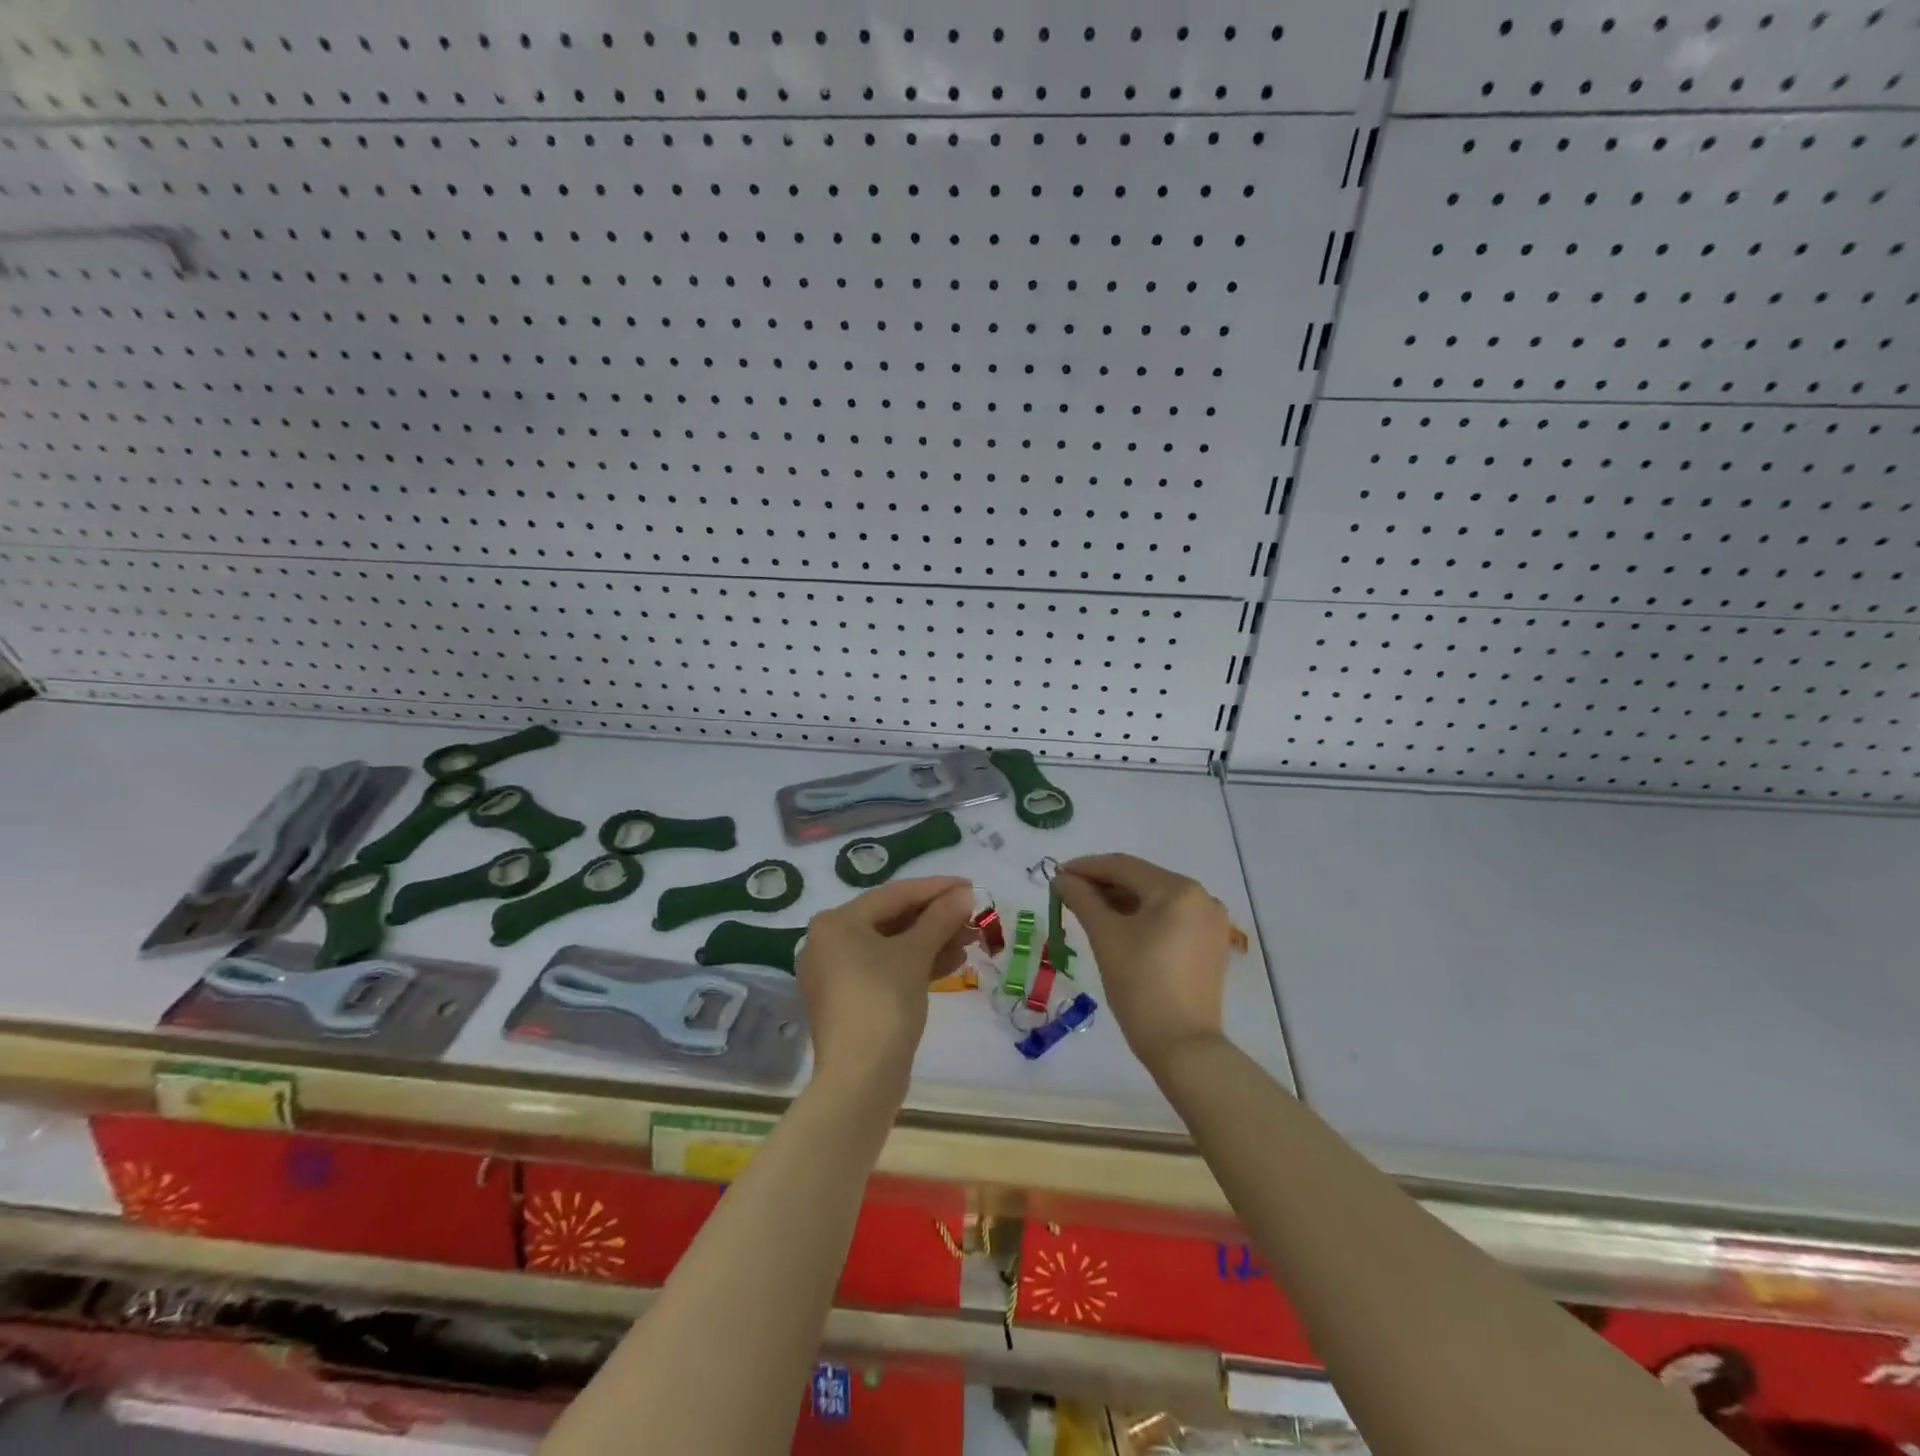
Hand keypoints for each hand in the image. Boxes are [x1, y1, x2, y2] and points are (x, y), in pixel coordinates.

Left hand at [797, 876, 975, 1099]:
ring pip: (890, 946)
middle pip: (891, 919)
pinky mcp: (848, 1000)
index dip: (936, 888)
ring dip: (931, 941)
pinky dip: (915, 964)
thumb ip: (940, 918)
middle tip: (973, 917)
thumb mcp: (915, 954)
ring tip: (970, 941)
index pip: (894, 894)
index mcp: (836, 922)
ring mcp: (835, 974)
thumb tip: (963, 893)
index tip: (970, 886)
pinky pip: (885, 969)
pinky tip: (951, 963)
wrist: (859, 1079)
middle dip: (936, 918)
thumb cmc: (884, 1003)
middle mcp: (828, 942)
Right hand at [1055, 854, 1230, 1076]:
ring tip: (1087, 910)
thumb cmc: (1141, 986)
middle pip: (1142, 880)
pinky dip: (1142, 918)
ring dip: (1121, 901)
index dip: (1086, 867)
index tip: (1056, 874)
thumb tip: (1062, 879)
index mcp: (1178, 889)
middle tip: (1068, 893)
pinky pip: (1170, 918)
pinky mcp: (1211, 944)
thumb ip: (1082, 899)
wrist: (1183, 1047)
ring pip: (1156, 899)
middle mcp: (1202, 897)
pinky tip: (1117, 926)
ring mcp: (1210, 922)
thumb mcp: (1105, 937)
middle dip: (1103, 884)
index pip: (1123, 866)